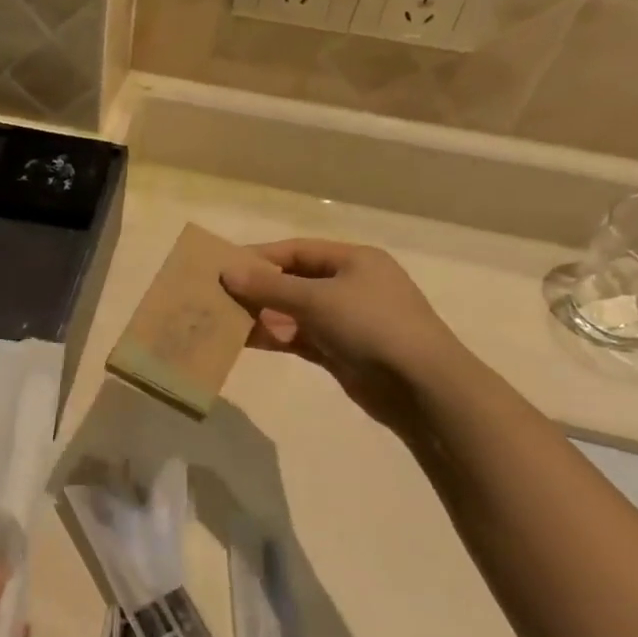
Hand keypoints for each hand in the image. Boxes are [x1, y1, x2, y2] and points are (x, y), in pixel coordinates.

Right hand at [220, 240, 462, 435]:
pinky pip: (299, 337)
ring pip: (293, 312)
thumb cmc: (372, 326)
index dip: (259, 257)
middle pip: (293, 280)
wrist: (421, 386)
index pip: (296, 250)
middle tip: (216, 295)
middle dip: (256, 288)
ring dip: (261, 315)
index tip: (222, 266)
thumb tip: (227, 273)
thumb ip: (269, 287)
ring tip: (222, 319)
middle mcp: (350, 285)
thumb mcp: (317, 299)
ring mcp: (345, 320)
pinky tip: (244, 340)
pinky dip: (275, 337)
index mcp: (353, 260)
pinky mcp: (340, 351)